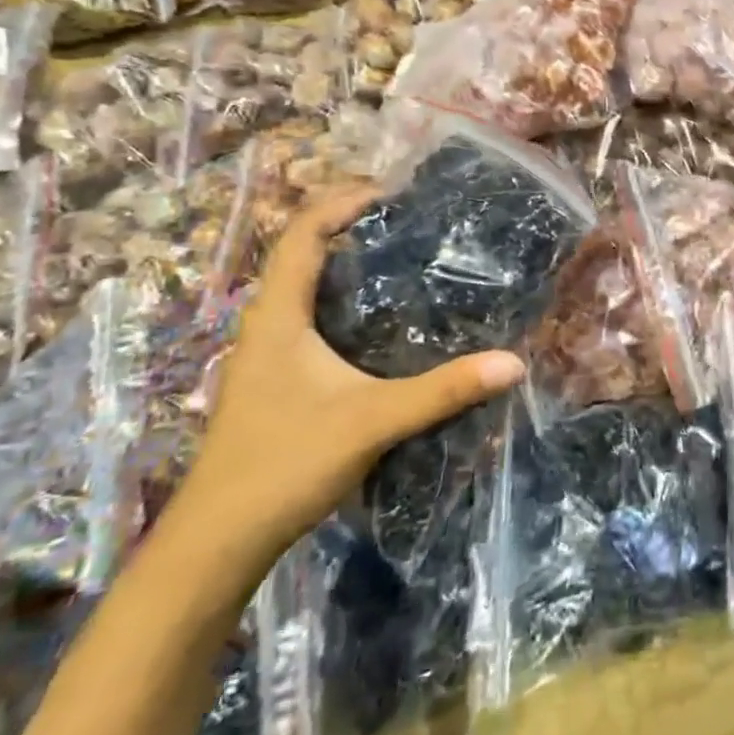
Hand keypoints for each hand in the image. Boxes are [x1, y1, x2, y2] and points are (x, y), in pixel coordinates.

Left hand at [169, 187, 523, 574]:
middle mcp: (268, 325)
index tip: (395, 192)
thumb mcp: (372, 421)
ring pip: (309, 288)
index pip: (302, 234)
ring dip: (351, 264)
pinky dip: (350, 302)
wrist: (219, 542)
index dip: (342, 202)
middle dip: (354, 226)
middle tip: (415, 221)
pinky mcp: (281, 380)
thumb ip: (443, 390)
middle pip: (304, 253)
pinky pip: (315, 319)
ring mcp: (271, 355)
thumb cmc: (284, 465)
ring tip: (409, 258)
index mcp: (277, 317)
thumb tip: (514, 362)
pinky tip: (389, 321)